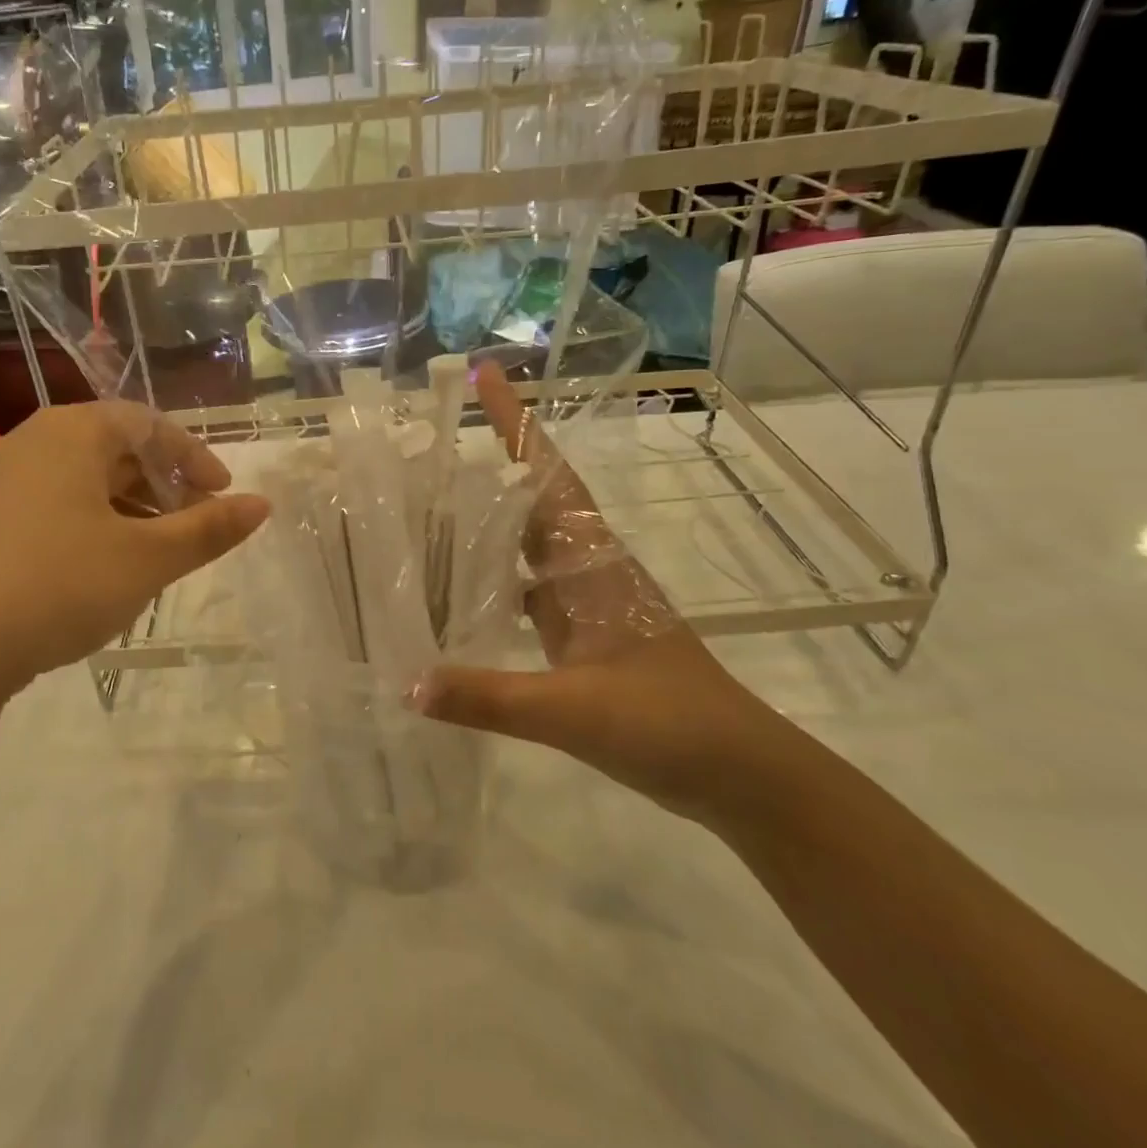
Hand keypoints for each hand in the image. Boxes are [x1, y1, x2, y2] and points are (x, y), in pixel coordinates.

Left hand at [0, 401, 268, 702]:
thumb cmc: (59, 585)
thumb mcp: (146, 559)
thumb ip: (208, 529)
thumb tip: (262, 505)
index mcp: (72, 433)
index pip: (150, 424)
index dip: (195, 457)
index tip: (223, 495)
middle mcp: (33, 444)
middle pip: (116, 449)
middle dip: (164, 485)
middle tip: (194, 525)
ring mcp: (0, 483)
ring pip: (85, 481)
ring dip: (131, 509)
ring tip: (156, 552)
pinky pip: (55, 506)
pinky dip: (94, 525)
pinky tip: (104, 570)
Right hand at [413, 363, 783, 821]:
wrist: (739, 773)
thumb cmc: (669, 724)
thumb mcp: (574, 712)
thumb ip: (489, 697)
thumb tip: (406, 683)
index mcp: (592, 563)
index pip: (548, 474)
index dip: (517, 423)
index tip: (484, 374)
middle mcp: (587, 568)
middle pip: (532, 497)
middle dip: (488, 459)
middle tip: (427, 440)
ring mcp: (585, 601)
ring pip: (526, 543)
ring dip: (485, 519)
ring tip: (427, 506)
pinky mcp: (582, 633)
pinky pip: (526, 587)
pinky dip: (492, 578)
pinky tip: (456, 592)